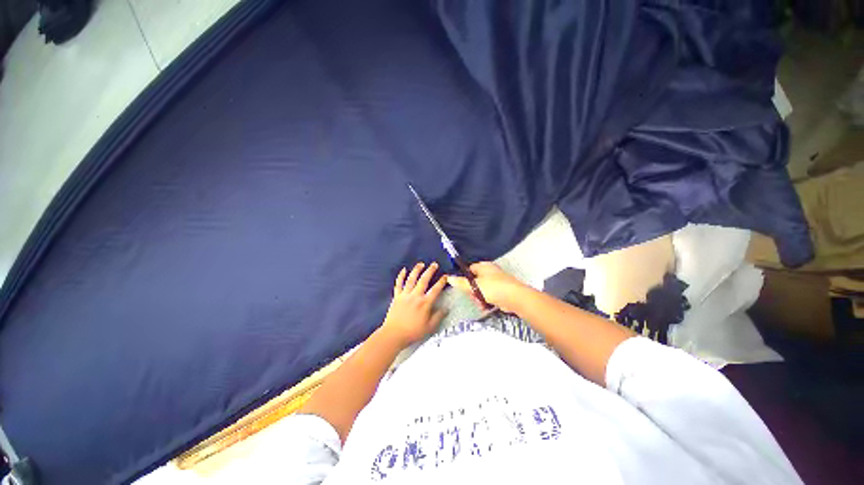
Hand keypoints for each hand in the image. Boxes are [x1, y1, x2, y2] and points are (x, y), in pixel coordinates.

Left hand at [381, 262, 447, 346]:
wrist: (394, 334)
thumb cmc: (412, 332)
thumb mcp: (429, 327)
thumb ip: (438, 316)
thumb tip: (446, 308)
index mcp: (425, 303)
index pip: (435, 290)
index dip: (441, 282)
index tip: (445, 276)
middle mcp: (415, 296)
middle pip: (424, 280)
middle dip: (430, 271)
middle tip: (434, 264)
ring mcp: (405, 295)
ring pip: (411, 279)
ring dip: (416, 270)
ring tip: (421, 264)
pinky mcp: (397, 296)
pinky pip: (398, 284)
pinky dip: (401, 276)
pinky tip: (403, 270)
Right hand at [447, 261, 529, 312]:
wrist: (515, 298)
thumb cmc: (493, 288)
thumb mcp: (474, 285)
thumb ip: (460, 282)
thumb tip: (449, 277)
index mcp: (483, 266)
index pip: (469, 269)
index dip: (464, 277)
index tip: (461, 286)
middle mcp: (490, 272)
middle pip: (475, 280)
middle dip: (472, 290)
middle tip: (472, 296)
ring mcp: (496, 281)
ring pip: (481, 289)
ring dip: (478, 298)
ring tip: (480, 303)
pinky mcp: (501, 291)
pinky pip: (489, 295)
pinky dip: (486, 301)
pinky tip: (485, 306)